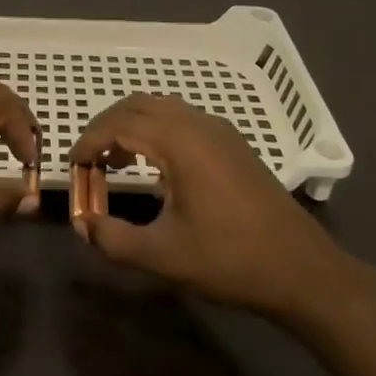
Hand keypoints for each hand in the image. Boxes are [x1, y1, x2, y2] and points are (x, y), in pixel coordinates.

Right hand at [70, 94, 351, 319]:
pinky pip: (182, 119)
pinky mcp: (233, 143)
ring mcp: (220, 131)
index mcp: (180, 142)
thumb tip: (81, 224)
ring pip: (162, 108)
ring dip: (131, 126)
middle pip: (138, 105)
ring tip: (115, 161)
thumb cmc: (230, 260)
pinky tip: (155, 166)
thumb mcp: (163, 256)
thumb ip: (113, 239)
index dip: (89, 141)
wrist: (302, 270)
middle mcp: (198, 124)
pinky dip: (156, 130)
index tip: (72, 165)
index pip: (119, 124)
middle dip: (106, 126)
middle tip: (88, 158)